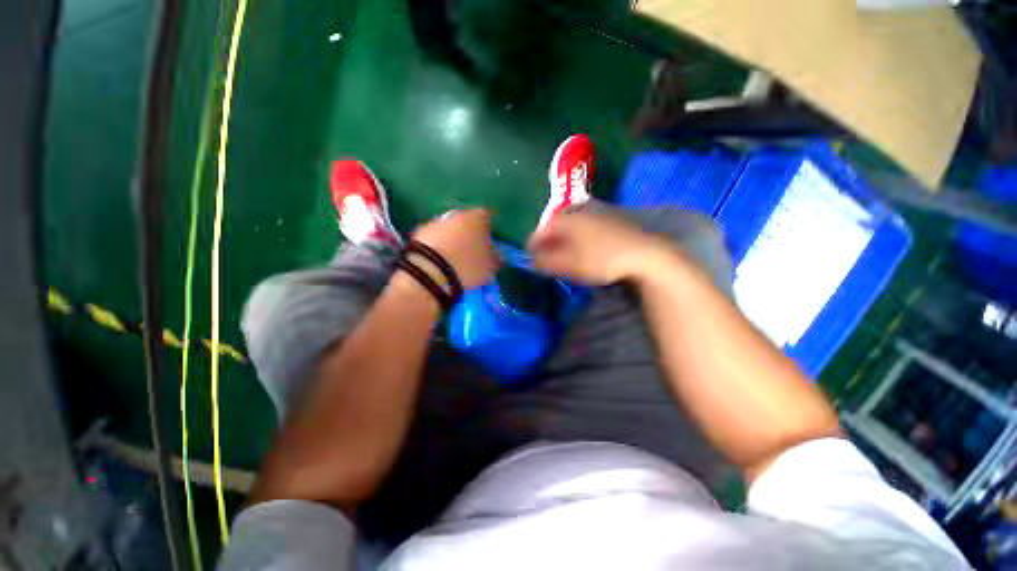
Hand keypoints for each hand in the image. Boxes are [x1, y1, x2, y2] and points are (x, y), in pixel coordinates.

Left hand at [411, 209, 499, 288]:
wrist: (430, 272)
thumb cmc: (468, 266)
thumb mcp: (490, 266)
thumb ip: (496, 257)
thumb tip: (496, 253)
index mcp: (478, 217)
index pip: (488, 216)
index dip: (489, 228)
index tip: (490, 240)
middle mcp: (457, 213)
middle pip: (467, 219)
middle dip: (470, 231)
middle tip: (473, 248)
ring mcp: (436, 221)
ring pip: (449, 227)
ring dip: (452, 237)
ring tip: (455, 255)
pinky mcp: (419, 232)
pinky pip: (435, 237)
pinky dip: (438, 244)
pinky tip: (440, 258)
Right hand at [527, 209, 674, 285]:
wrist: (644, 252)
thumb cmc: (601, 259)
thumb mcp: (569, 265)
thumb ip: (545, 262)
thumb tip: (530, 260)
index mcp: (564, 219)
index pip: (539, 232)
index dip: (533, 246)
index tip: (531, 259)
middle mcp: (577, 209)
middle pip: (554, 226)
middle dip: (548, 242)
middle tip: (547, 257)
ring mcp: (596, 210)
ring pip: (570, 224)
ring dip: (563, 238)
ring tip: (565, 254)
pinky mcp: (610, 215)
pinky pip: (585, 224)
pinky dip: (579, 235)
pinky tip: (585, 246)